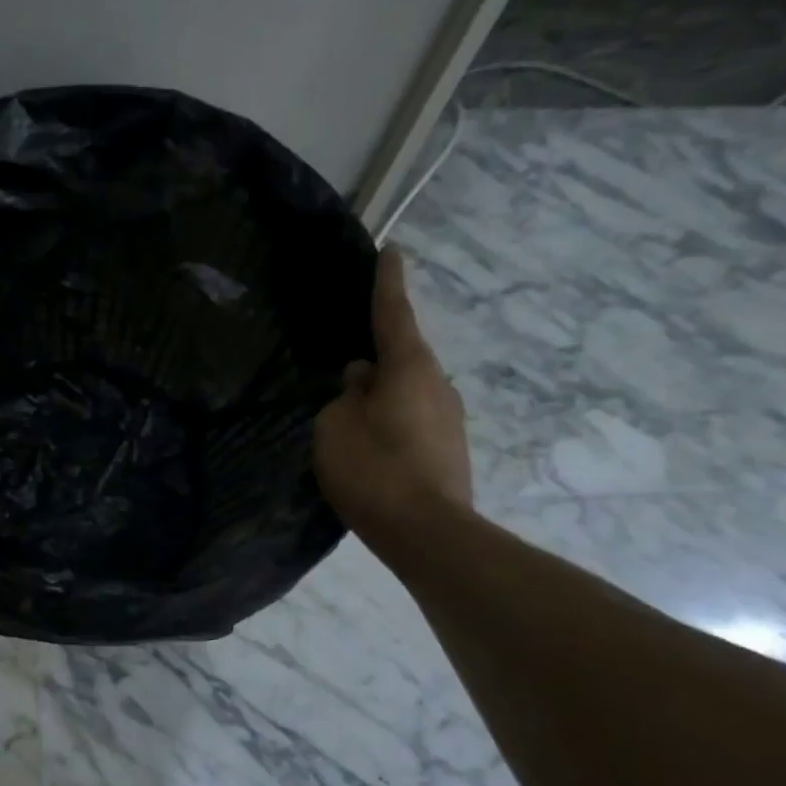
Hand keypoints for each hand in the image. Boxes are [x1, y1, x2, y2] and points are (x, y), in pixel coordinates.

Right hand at [314, 246, 471, 541]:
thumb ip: (345, 396)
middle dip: (379, 352)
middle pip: (403, 356)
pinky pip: (413, 420)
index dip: (386, 283)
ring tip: (353, 412)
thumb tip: (361, 379)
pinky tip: (372, 444)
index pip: (393, 314)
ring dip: (384, 393)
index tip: (391, 251)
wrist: (427, 533)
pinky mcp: (449, 450)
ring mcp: (449, 419)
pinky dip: (392, 421)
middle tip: (349, 359)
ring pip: (408, 391)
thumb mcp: (335, 427)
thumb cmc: (373, 470)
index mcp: (408, 368)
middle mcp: (437, 384)